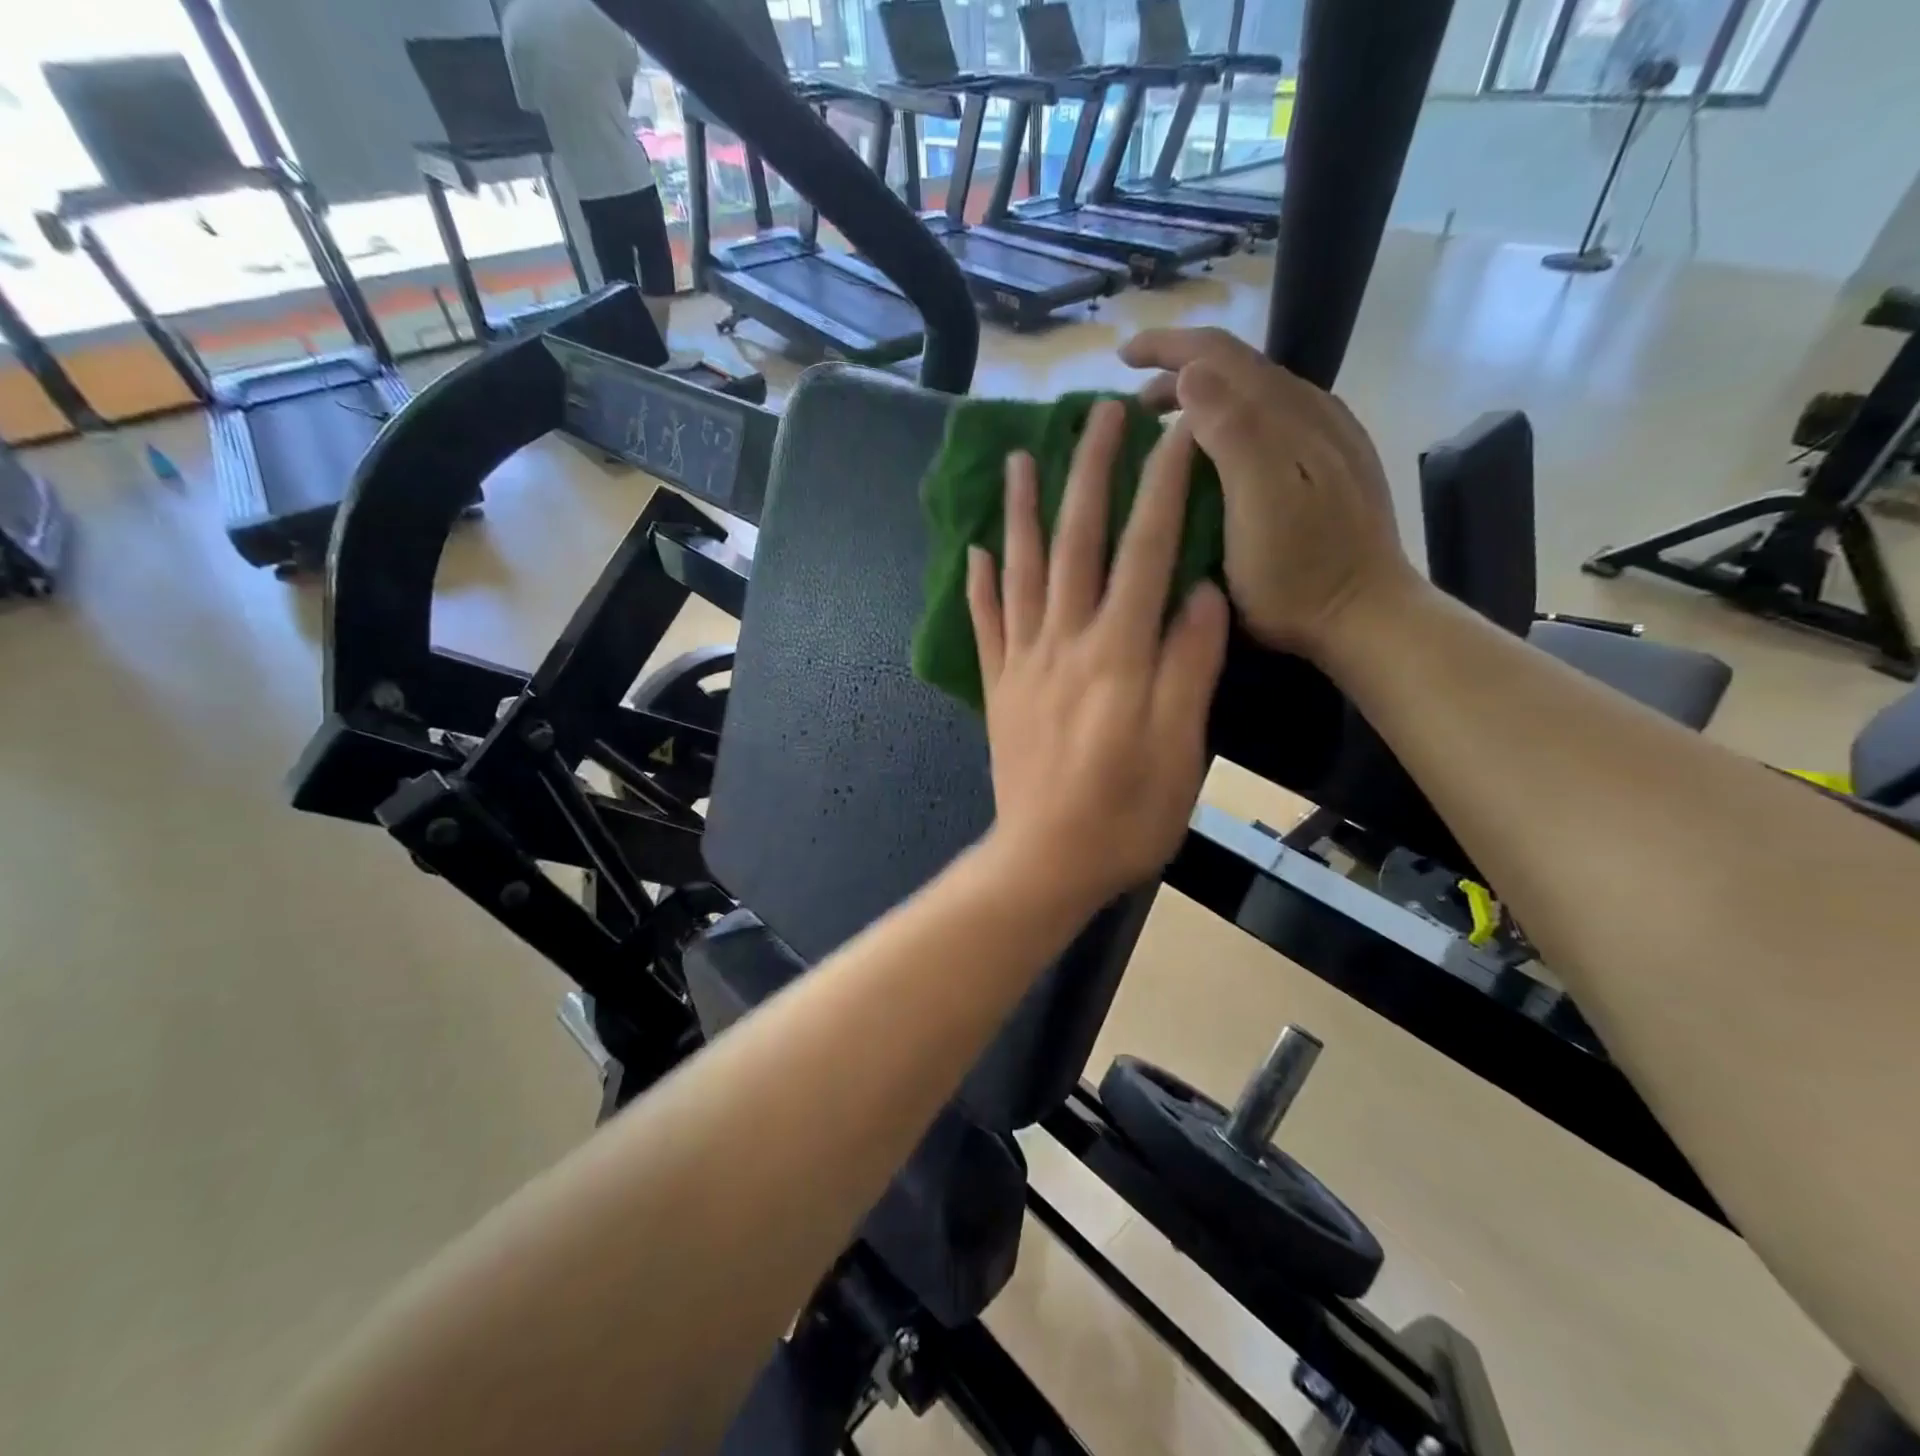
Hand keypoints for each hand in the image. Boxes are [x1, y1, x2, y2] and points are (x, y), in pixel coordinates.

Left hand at [968, 399, 1229, 909]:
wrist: (1046, 860)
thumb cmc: (1126, 815)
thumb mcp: (1182, 750)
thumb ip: (1190, 666)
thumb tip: (1202, 592)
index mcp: (1119, 654)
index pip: (1146, 551)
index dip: (1164, 487)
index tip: (1177, 432)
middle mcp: (1065, 643)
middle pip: (1077, 542)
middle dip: (1089, 473)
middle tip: (1096, 413)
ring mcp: (1023, 663)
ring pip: (1021, 571)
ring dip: (1022, 511)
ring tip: (1019, 458)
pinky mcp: (998, 688)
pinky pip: (985, 626)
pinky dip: (979, 585)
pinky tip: (975, 551)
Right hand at [1122, 328, 1419, 658]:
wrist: (1365, 616)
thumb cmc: (1298, 572)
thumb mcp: (1257, 504)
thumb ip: (1230, 432)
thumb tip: (1189, 373)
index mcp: (1285, 414)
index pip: (1219, 354)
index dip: (1166, 347)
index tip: (1120, 359)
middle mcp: (1310, 410)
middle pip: (1237, 368)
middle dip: (1178, 371)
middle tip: (1132, 406)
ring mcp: (1326, 438)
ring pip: (1255, 395)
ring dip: (1204, 399)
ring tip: (1164, 427)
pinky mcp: (1331, 467)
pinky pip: (1271, 422)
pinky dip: (1230, 422)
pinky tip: (1219, 454)